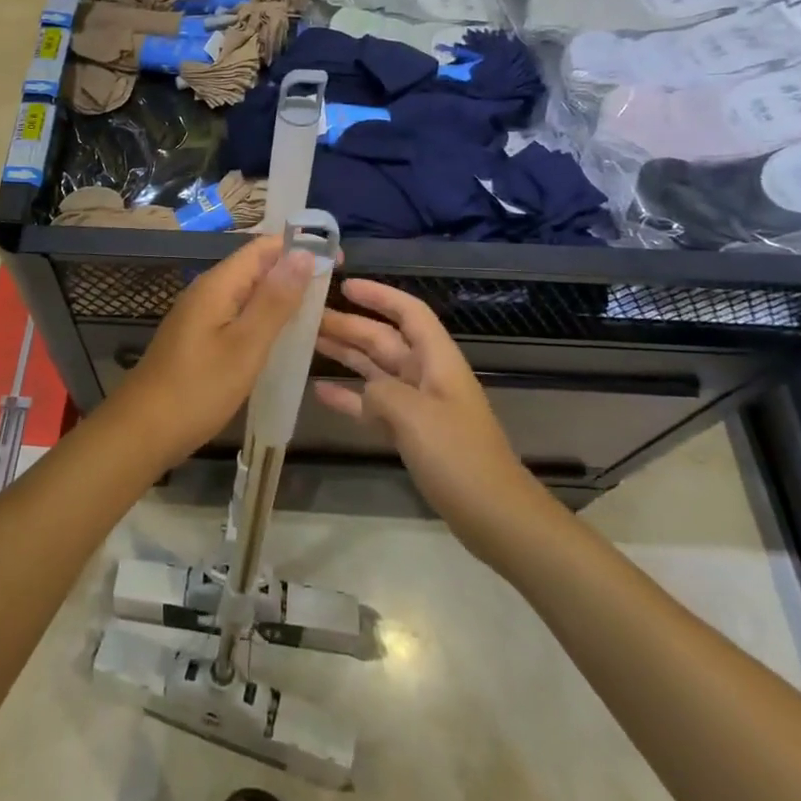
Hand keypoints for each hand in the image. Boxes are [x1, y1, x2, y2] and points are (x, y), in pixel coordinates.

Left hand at [117, 237, 315, 465]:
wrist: (142, 431)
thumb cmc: (198, 389)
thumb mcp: (245, 345)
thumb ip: (275, 301)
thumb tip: (302, 254)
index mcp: (217, 285)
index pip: (263, 248)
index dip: (300, 247)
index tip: (337, 261)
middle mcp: (206, 291)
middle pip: (255, 267)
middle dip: (293, 271)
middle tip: (333, 289)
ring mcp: (199, 315)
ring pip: (247, 292)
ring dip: (279, 295)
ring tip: (316, 311)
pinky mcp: (198, 338)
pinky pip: (236, 314)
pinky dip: (262, 318)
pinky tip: (280, 337)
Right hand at [314, 280, 546, 552]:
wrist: (494, 515)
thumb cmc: (458, 456)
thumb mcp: (414, 416)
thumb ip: (380, 392)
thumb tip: (361, 391)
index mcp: (437, 360)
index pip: (408, 313)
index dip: (379, 296)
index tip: (344, 285)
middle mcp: (426, 375)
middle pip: (384, 339)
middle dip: (350, 325)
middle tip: (307, 315)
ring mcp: (418, 405)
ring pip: (375, 369)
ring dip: (345, 354)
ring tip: (307, 341)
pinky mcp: (411, 433)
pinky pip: (373, 405)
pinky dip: (349, 396)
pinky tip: (320, 391)